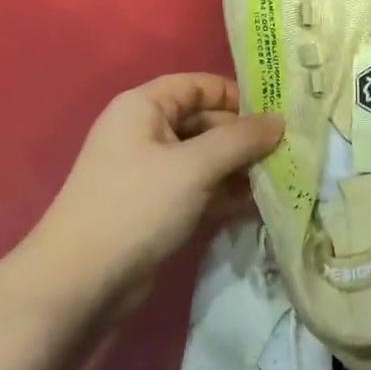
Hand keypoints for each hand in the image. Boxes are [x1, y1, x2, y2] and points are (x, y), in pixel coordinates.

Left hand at [31, 73, 283, 304]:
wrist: (81, 283)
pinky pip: (200, 189)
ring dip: (240, 169)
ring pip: (206, 159)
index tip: (278, 116)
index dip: (237, 96)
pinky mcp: (158, 207)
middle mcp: (147, 132)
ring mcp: (152, 172)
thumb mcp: (194, 167)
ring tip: (282, 180)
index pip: (199, 86)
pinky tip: (260, 205)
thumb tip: (280, 121)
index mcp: (144, 107)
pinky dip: (226, 194)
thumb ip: (240, 140)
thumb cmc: (136, 207)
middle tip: (289, 153)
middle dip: (245, 137)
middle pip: (205, 122)